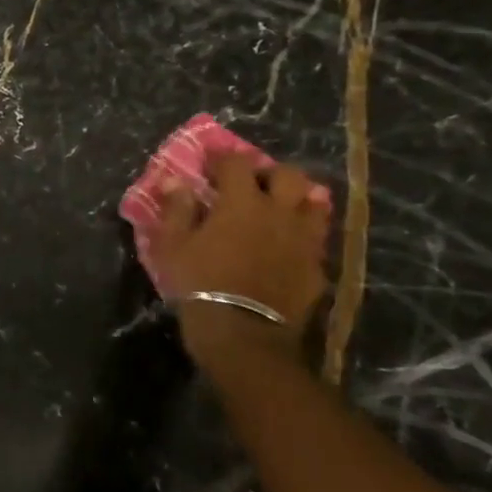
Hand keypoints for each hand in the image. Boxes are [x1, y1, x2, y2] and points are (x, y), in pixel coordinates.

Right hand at [152, 153, 329, 357]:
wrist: (244, 334)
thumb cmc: (199, 283)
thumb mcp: (173, 246)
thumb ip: (177, 209)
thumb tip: (174, 181)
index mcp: (242, 202)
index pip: (237, 163)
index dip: (222, 157)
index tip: (210, 161)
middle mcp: (280, 212)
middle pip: (288, 175)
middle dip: (268, 172)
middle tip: (250, 184)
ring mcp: (304, 240)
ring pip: (313, 203)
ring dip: (295, 198)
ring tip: (278, 208)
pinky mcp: (317, 267)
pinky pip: (317, 238)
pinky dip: (303, 232)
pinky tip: (288, 243)